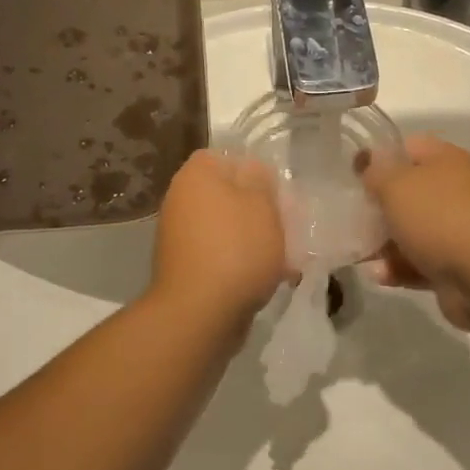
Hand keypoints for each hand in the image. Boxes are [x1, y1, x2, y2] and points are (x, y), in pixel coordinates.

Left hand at [152, 149, 285, 323]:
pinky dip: (242, 263)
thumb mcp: (262, 204)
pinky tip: (269, 278)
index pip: (227, 157)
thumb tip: (252, 170)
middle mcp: (180, 200)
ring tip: (286, 257)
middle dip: (259, 210)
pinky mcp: (187, 268)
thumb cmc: (236, 249)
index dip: (256, 171)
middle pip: (229, 195)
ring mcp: (180, 236)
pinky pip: (222, 255)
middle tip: (288, 225)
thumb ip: (261, 179)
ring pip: (228, 227)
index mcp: (196, 175)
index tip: (279, 192)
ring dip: (254, 239)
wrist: (201, 313)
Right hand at [357, 136, 469, 330]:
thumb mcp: (397, 185)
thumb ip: (376, 172)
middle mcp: (452, 192)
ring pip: (409, 232)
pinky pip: (417, 263)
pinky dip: (397, 269)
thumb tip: (368, 162)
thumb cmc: (439, 218)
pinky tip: (379, 275)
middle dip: (377, 207)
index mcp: (444, 161)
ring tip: (358, 253)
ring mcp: (454, 230)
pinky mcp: (452, 266)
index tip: (353, 175)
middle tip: (349, 217)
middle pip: (407, 193)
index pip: (407, 148)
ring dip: (383, 244)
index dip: (379, 158)